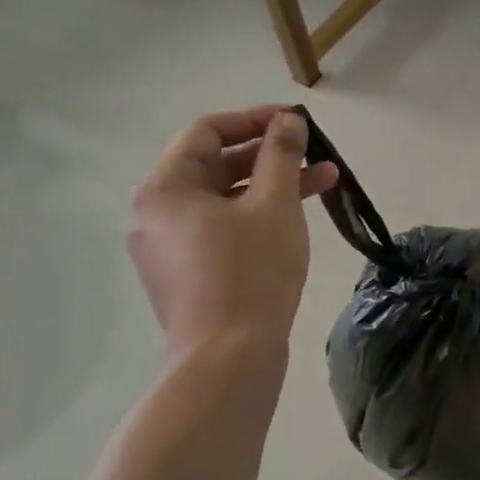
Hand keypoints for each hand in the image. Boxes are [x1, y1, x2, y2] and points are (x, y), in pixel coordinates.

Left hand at [129, 106, 337, 355]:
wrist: (228, 360)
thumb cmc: (250, 271)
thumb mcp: (274, 204)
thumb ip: (281, 154)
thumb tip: (287, 121)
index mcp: (164, 187)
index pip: (208, 131)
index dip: (255, 119)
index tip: (296, 122)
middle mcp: (155, 212)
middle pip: (214, 164)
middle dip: (270, 155)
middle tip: (315, 154)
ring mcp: (167, 247)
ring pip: (223, 199)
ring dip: (271, 186)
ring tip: (324, 182)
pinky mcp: (185, 274)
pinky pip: (220, 228)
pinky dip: (255, 216)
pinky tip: (295, 219)